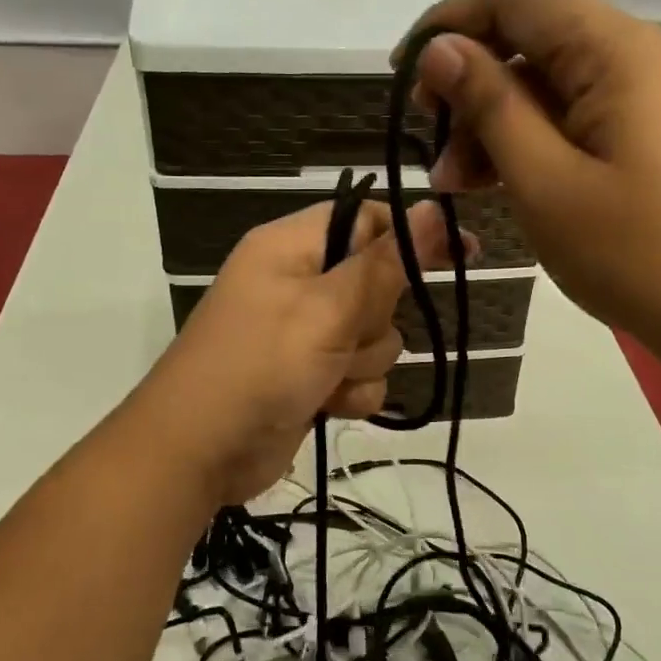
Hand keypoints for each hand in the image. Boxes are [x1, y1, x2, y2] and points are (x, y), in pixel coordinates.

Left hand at [136, 198, 457, 505]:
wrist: (199, 452)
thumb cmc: (260, 365)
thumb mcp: (326, 309)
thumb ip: (384, 263)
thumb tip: (433, 208)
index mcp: (292, 247)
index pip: (367, 220)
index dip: (412, 236)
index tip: (462, 253)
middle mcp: (299, 283)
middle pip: (378, 285)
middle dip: (374, 320)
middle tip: (342, 336)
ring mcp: (304, 334)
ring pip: (376, 338)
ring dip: (361, 364)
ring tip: (324, 378)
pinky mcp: (310, 377)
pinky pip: (360, 376)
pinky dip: (350, 393)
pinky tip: (325, 406)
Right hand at [399, 0, 660, 345]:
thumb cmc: (631, 252)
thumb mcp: (543, 180)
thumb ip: (489, 105)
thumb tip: (439, 49)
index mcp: (616, 50)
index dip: (449, 23)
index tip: (401, 72)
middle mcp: (637, 55)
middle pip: (531, 40)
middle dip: (470, 86)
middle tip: (430, 145)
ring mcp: (647, 96)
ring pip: (548, 85)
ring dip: (494, 124)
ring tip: (455, 184)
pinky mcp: (648, 133)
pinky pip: (574, 117)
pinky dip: (530, 142)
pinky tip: (497, 182)